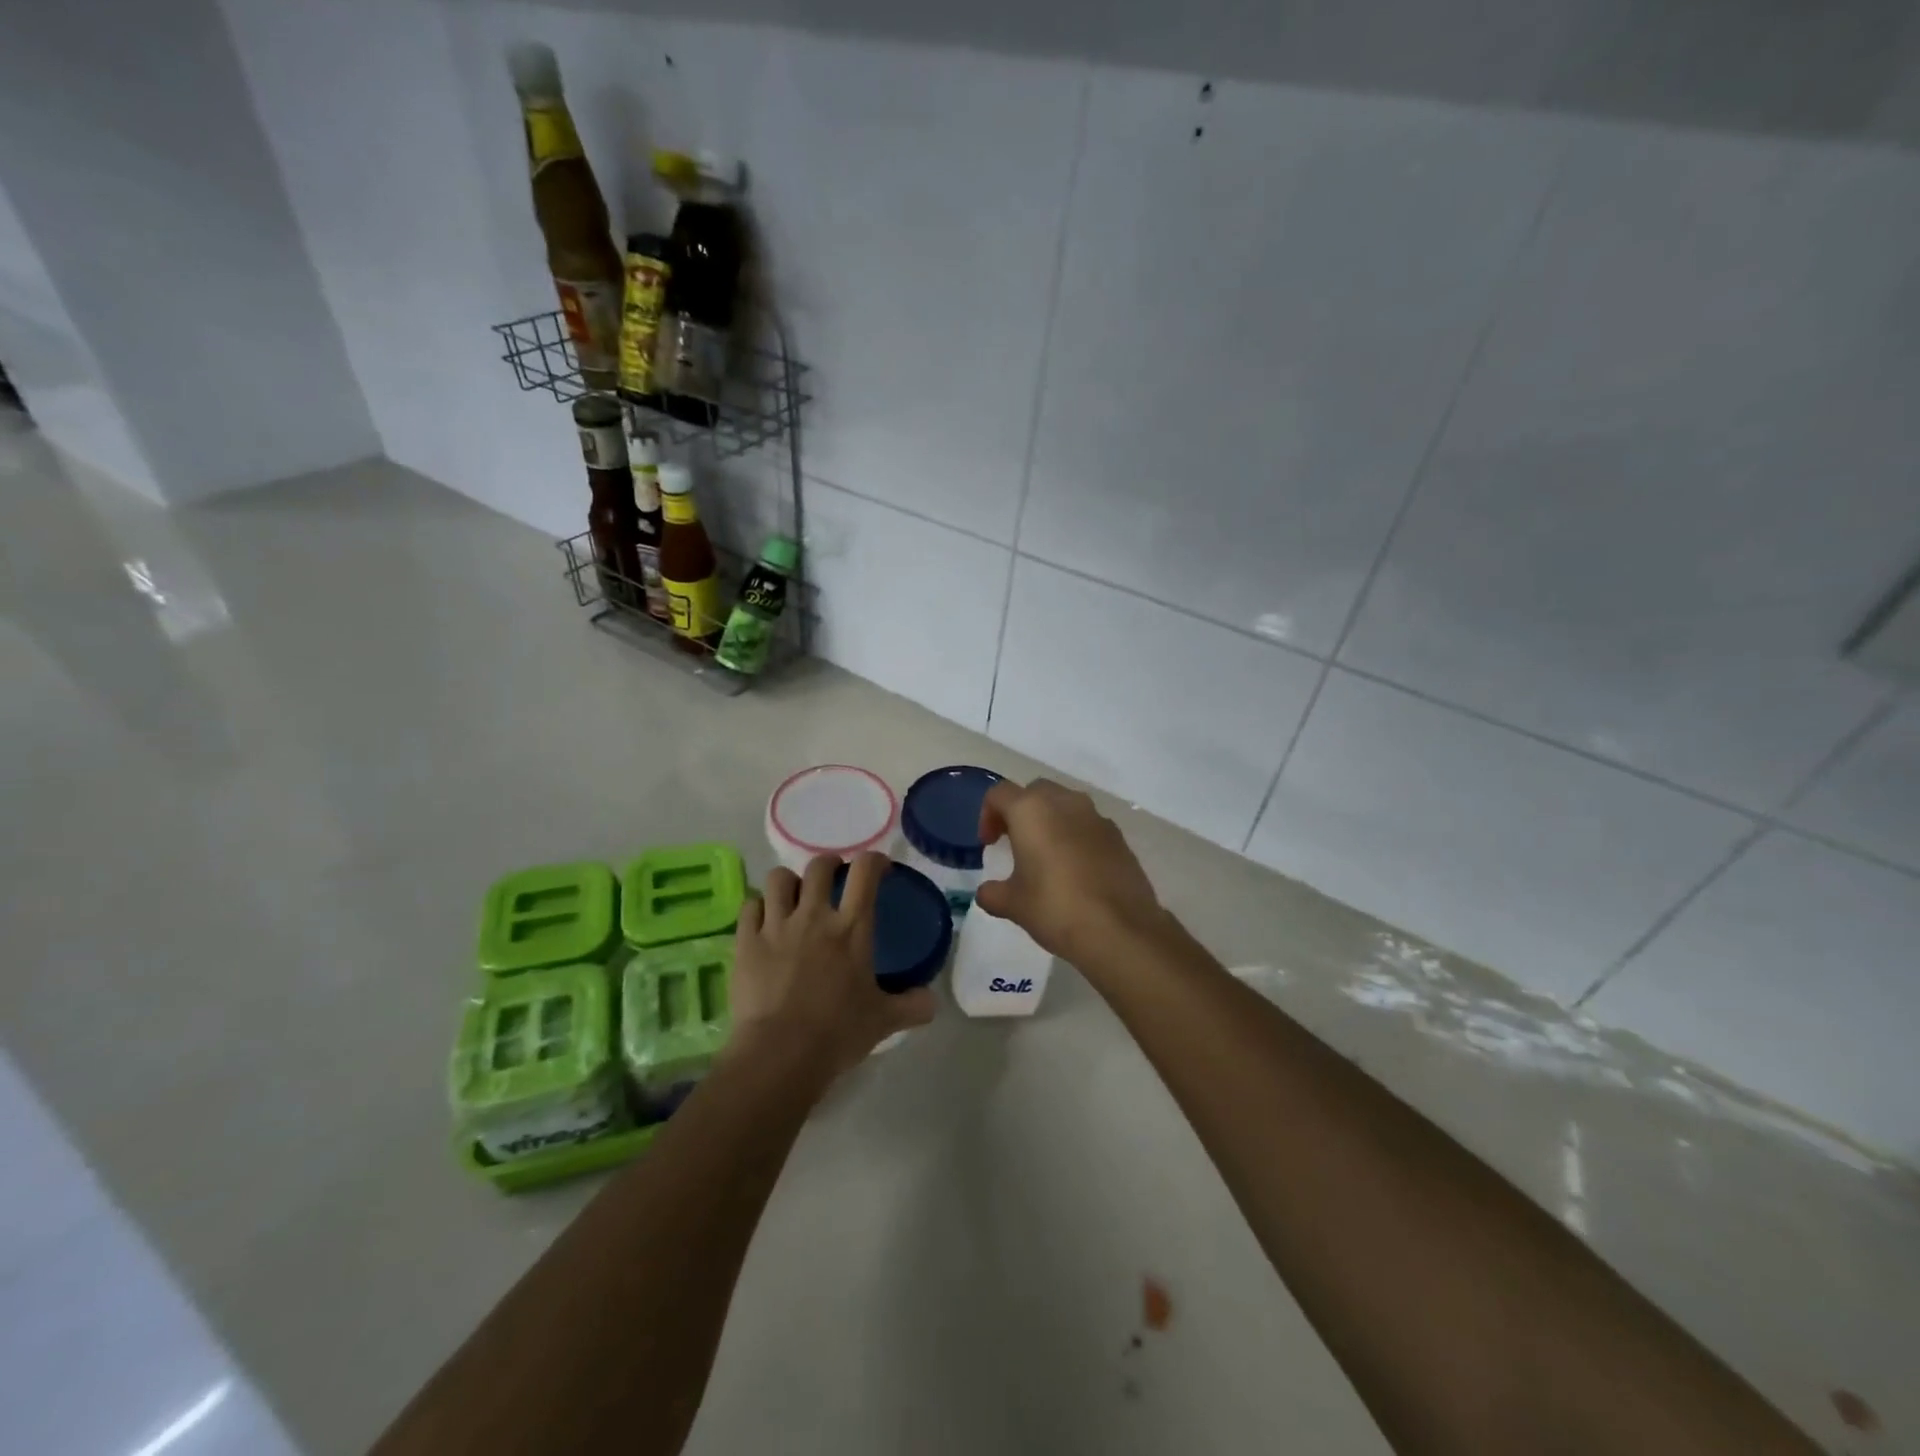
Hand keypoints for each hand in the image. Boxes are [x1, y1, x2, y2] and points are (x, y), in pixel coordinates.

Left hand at [727, 852, 935, 1078]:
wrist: (779, 1055)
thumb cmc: (837, 1033)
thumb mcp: (883, 1021)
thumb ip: (911, 1006)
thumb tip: (932, 1002)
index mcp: (851, 928)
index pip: (865, 872)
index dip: (873, 860)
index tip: (878, 868)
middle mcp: (813, 916)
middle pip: (819, 866)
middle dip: (828, 865)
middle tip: (834, 879)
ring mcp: (776, 926)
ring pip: (780, 879)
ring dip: (790, 882)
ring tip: (794, 897)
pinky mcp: (746, 943)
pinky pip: (750, 906)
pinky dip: (759, 908)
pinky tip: (764, 922)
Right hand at [975, 778, 1164, 962]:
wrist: (1121, 930)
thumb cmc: (1056, 908)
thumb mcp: (1013, 904)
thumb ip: (993, 893)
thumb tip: (987, 892)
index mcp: (1031, 810)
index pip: (999, 794)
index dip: (988, 815)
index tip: (989, 844)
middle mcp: (1065, 803)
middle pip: (1035, 792)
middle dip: (1021, 811)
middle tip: (1014, 842)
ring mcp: (1096, 818)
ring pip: (1066, 805)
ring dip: (1051, 821)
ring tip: (1046, 856)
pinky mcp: (1119, 837)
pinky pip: (1089, 825)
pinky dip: (1076, 836)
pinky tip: (1076, 871)